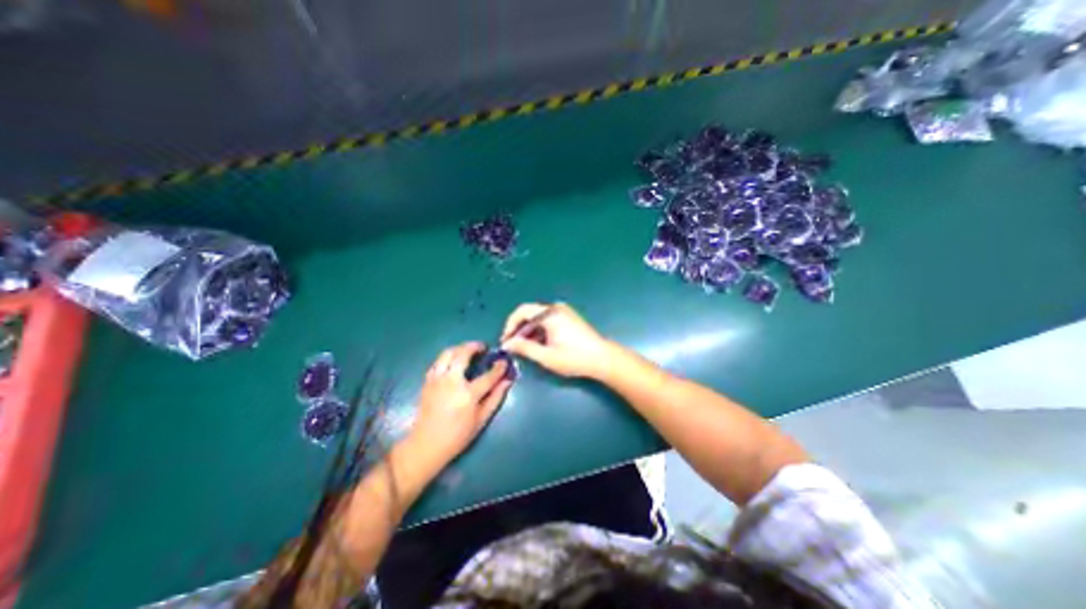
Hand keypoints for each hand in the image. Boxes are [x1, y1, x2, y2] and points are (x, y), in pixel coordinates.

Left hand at [409, 342, 513, 461]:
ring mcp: (437, 380)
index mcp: (467, 395)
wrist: (425, 445)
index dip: (499, 367)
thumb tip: (507, 381)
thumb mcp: (481, 420)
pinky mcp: (427, 381)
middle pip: (463, 354)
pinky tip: (454, 362)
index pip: (488, 375)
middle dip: (475, 346)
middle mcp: (451, 382)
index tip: (504, 362)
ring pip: (447, 353)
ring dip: (460, 348)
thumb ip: (495, 397)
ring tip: (468, 351)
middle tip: (483, 348)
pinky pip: (438, 361)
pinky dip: (448, 357)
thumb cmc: (457, 436)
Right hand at [499, 303, 619, 377]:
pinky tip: (539, 345)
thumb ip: (524, 348)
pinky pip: (548, 320)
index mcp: (550, 313)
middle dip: (519, 329)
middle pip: (530, 314)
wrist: (602, 359)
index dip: (510, 325)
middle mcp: (556, 308)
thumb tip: (507, 344)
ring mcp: (564, 312)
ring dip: (529, 331)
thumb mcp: (546, 356)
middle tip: (513, 346)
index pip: (522, 311)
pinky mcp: (569, 318)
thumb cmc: (574, 358)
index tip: (506, 341)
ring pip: (538, 318)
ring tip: (524, 348)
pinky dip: (539, 330)